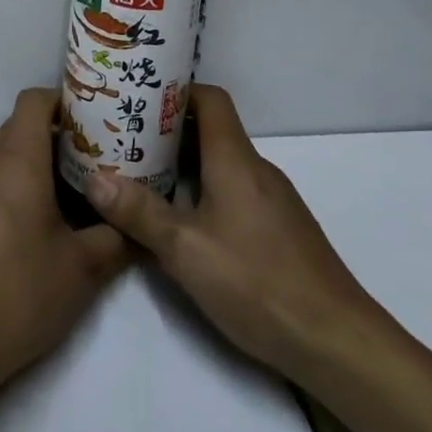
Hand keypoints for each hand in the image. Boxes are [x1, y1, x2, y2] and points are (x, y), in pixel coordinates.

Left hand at [0, 88, 128, 402]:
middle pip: (13, 127)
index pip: (35, 100)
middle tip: (77, 172)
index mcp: (15, 156)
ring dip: (14, 165)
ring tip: (43, 204)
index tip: (87, 125)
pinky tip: (5, 240)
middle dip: (44, 141)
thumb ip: (116, 239)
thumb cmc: (16, 294)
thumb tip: (138, 227)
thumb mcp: (82, 270)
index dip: (61, 103)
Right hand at [85, 84, 397, 383]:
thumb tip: (96, 178)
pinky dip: (206, 190)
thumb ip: (140, 213)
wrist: (335, 341)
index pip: (210, 99)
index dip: (176, 91)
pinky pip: (236, 190)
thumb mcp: (186, 249)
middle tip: (127, 139)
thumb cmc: (257, 282)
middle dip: (169, 130)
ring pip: (223, 163)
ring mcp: (273, 200)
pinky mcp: (280, 229)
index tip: (139, 99)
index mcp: (235, 159)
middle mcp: (256, 169)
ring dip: (186, 163)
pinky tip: (185, 221)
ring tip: (144, 176)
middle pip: (212, 130)